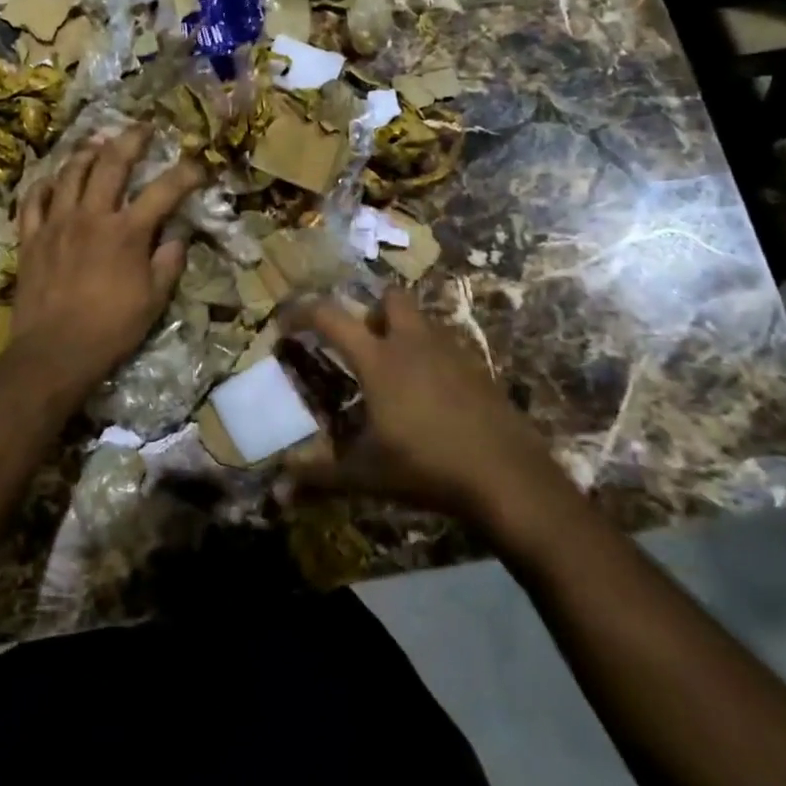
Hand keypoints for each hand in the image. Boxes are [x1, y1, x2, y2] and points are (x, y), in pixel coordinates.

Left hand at [15, 126, 204, 386]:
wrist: (55, 352)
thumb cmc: (111, 329)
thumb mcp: (154, 300)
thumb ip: (168, 262)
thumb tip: (177, 235)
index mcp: (127, 232)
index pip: (164, 191)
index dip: (186, 174)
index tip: (199, 165)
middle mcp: (91, 216)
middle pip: (112, 163)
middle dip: (131, 139)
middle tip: (142, 128)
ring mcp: (56, 223)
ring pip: (70, 173)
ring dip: (87, 153)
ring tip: (98, 144)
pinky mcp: (31, 237)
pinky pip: (34, 200)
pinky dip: (44, 185)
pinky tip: (53, 180)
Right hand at [279, 288, 578, 530]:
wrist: (508, 478)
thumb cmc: (426, 467)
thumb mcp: (365, 475)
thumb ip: (318, 477)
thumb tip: (276, 488)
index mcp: (378, 359)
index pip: (330, 316)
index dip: (302, 312)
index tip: (285, 323)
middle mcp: (413, 343)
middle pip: (389, 297)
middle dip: (370, 312)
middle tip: (361, 346)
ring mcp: (451, 352)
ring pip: (421, 321)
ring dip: (403, 332)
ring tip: (394, 375)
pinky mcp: (478, 369)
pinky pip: (447, 347)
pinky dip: (431, 358)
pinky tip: (430, 397)